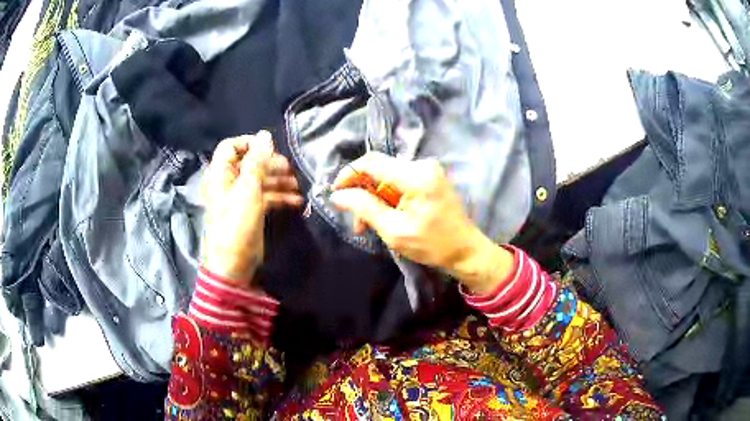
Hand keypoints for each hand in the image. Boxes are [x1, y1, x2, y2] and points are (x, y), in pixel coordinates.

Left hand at [201, 131, 302, 287]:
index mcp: (221, 174)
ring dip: (278, 180)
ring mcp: (240, 198)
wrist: (233, 265)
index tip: (270, 147)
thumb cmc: (237, 225)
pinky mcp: (250, 212)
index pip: (231, 146)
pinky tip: (296, 201)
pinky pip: (265, 197)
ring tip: (296, 185)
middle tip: (289, 169)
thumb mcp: (248, 191)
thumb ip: (257, 162)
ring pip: (260, 180)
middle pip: (250, 163)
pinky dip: (279, 197)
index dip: (249, 143)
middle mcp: (229, 183)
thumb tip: (265, 135)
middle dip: (270, 164)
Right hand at [330, 153, 512, 293]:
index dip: (348, 175)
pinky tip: (384, 218)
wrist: (466, 251)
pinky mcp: (428, 178)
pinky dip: (387, 199)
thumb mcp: (394, 230)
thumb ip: (364, 208)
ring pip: (386, 177)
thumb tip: (337, 195)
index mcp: (415, 175)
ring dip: (373, 200)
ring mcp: (427, 170)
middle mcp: (421, 164)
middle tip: (356, 222)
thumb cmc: (433, 244)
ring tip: (367, 226)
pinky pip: (398, 182)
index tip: (335, 195)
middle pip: (378, 169)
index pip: (371, 162)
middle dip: (361, 194)